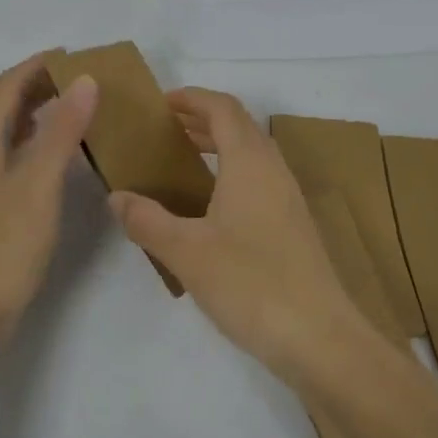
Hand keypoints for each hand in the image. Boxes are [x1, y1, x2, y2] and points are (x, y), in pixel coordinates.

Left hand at [0, 55, 97, 356]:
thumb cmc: (3, 245)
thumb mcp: (39, 182)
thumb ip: (62, 129)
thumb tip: (84, 79)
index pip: (8, 84)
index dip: (39, 64)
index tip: (77, 55)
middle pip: (5, 103)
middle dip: (40, 84)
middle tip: (84, 80)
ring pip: (8, 129)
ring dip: (39, 111)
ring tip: (77, 108)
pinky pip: (12, 154)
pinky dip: (36, 140)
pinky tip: (58, 155)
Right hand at [107, 87, 362, 383]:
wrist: (320, 338)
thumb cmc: (251, 283)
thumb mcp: (187, 252)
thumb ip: (147, 220)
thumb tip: (117, 197)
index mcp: (249, 161)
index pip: (222, 108)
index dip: (192, 98)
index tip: (161, 103)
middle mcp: (273, 169)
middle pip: (239, 125)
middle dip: (202, 119)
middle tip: (165, 130)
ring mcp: (288, 197)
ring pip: (251, 151)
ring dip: (219, 144)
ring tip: (183, 160)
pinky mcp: (293, 224)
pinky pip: (259, 177)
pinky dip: (231, 170)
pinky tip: (211, 204)